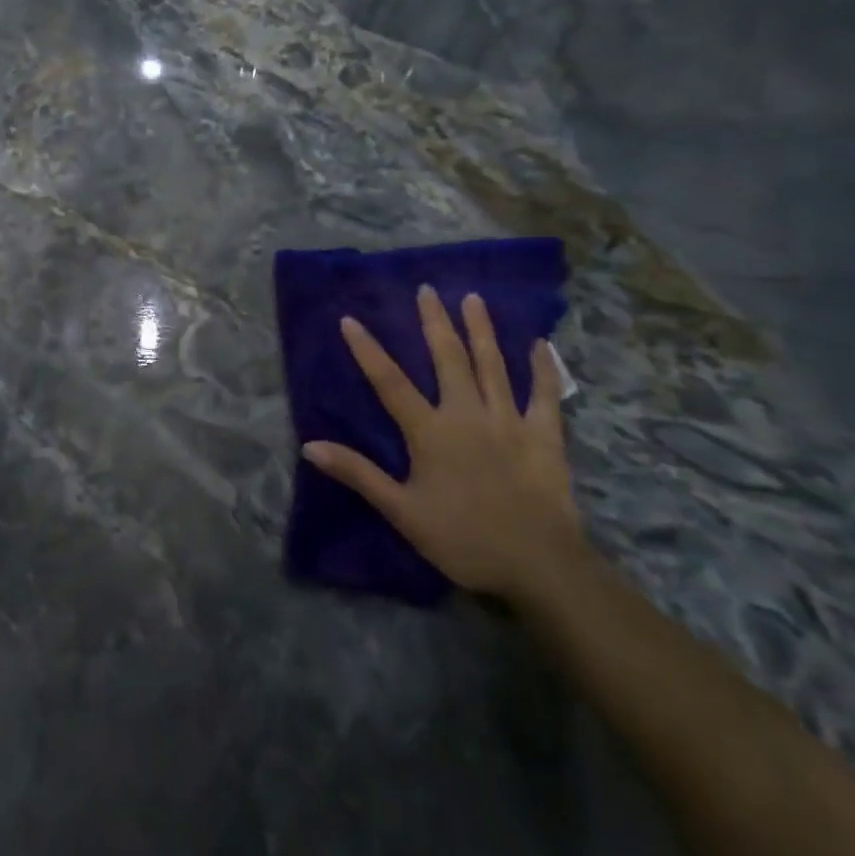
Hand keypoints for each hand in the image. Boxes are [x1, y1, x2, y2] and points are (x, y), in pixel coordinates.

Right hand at [301, 288, 581, 600]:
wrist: (538, 565)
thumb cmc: (462, 538)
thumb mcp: (401, 511)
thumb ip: (358, 473)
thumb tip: (310, 445)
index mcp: (430, 432)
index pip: (390, 382)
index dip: (367, 350)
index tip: (350, 319)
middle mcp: (467, 414)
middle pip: (448, 358)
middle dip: (434, 322)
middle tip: (427, 290)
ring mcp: (510, 421)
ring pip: (492, 365)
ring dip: (481, 329)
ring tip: (472, 298)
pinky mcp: (545, 436)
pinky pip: (545, 395)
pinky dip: (543, 368)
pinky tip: (541, 344)